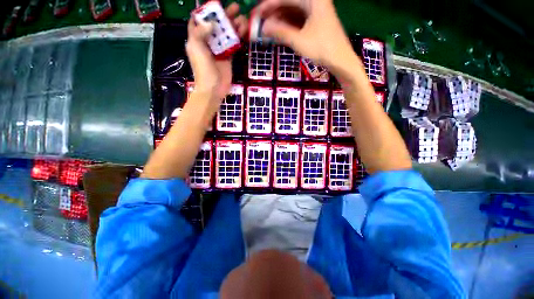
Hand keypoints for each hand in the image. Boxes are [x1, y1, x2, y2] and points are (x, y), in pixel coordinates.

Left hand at [186, 3, 246, 99]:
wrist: (213, 89)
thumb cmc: (203, 69)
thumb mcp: (197, 49)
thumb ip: (200, 32)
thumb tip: (211, 23)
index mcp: (197, 38)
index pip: (199, 21)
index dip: (206, 12)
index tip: (215, 5)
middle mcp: (208, 42)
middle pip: (216, 25)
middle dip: (225, 15)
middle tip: (235, 7)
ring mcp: (219, 49)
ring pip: (226, 33)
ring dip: (234, 25)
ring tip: (242, 18)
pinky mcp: (228, 57)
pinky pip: (233, 44)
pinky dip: (238, 37)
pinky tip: (243, 31)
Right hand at [256, 0, 355, 72]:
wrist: (340, 60)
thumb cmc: (321, 48)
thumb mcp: (298, 40)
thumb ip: (280, 32)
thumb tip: (263, 27)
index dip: (269, 5)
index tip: (257, 14)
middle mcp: (315, 1)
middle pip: (290, 3)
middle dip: (274, 13)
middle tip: (261, 23)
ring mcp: (316, 12)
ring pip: (294, 12)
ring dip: (280, 20)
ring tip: (268, 30)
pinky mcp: (316, 22)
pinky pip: (299, 20)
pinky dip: (289, 26)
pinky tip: (280, 32)